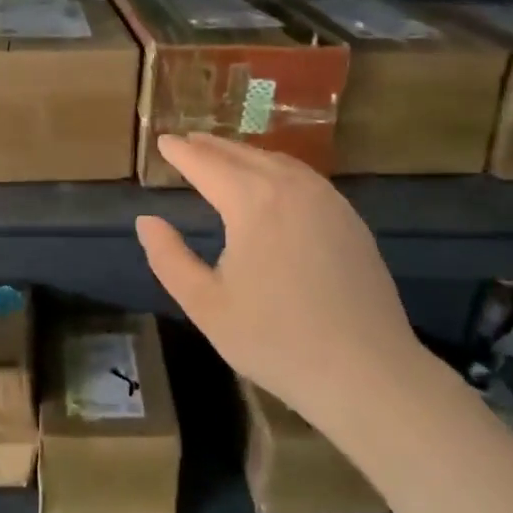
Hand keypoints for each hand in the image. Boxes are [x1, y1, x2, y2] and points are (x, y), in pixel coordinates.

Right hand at [134, 134, 426, 435]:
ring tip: (224, 155)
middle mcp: (291, 187)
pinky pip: (305, 178)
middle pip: (243, 155)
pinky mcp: (350, 218)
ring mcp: (327, 200)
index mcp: (252, 202)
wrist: (366, 372)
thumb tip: (146, 220)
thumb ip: (169, 258)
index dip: (181, 152)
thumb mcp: (206, 305)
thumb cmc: (275, 340)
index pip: (207, 164)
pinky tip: (273, 183)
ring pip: (277, 161)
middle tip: (188, 140)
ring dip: (245, 154)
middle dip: (212, 147)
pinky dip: (277, 169)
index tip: (162, 141)